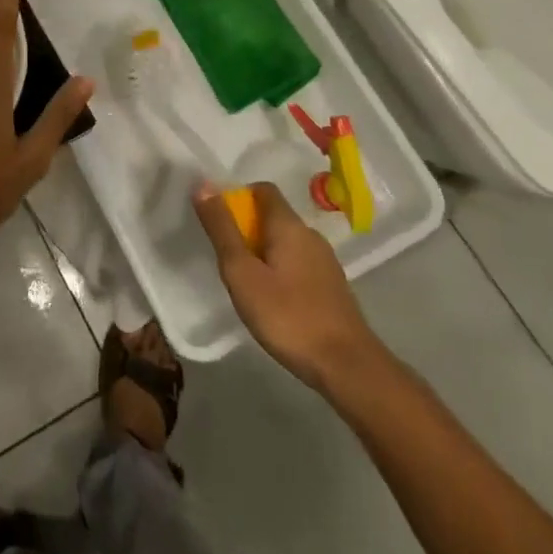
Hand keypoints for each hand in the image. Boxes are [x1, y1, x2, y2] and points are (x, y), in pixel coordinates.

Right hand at [194, 181, 381, 388]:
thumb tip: (203, 185)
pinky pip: (300, 265)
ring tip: (248, 283)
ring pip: (287, 243)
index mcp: (289, 225)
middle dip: (248, 229)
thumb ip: (222, 228)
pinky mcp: (333, 288)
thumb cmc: (288, 316)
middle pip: (274, 217)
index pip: (263, 190)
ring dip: (264, 252)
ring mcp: (326, 263)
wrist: (349, 369)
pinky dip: (282, 271)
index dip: (238, 197)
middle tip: (228, 258)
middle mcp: (311, 236)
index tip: (220, 221)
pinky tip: (275, 301)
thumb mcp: (242, 272)